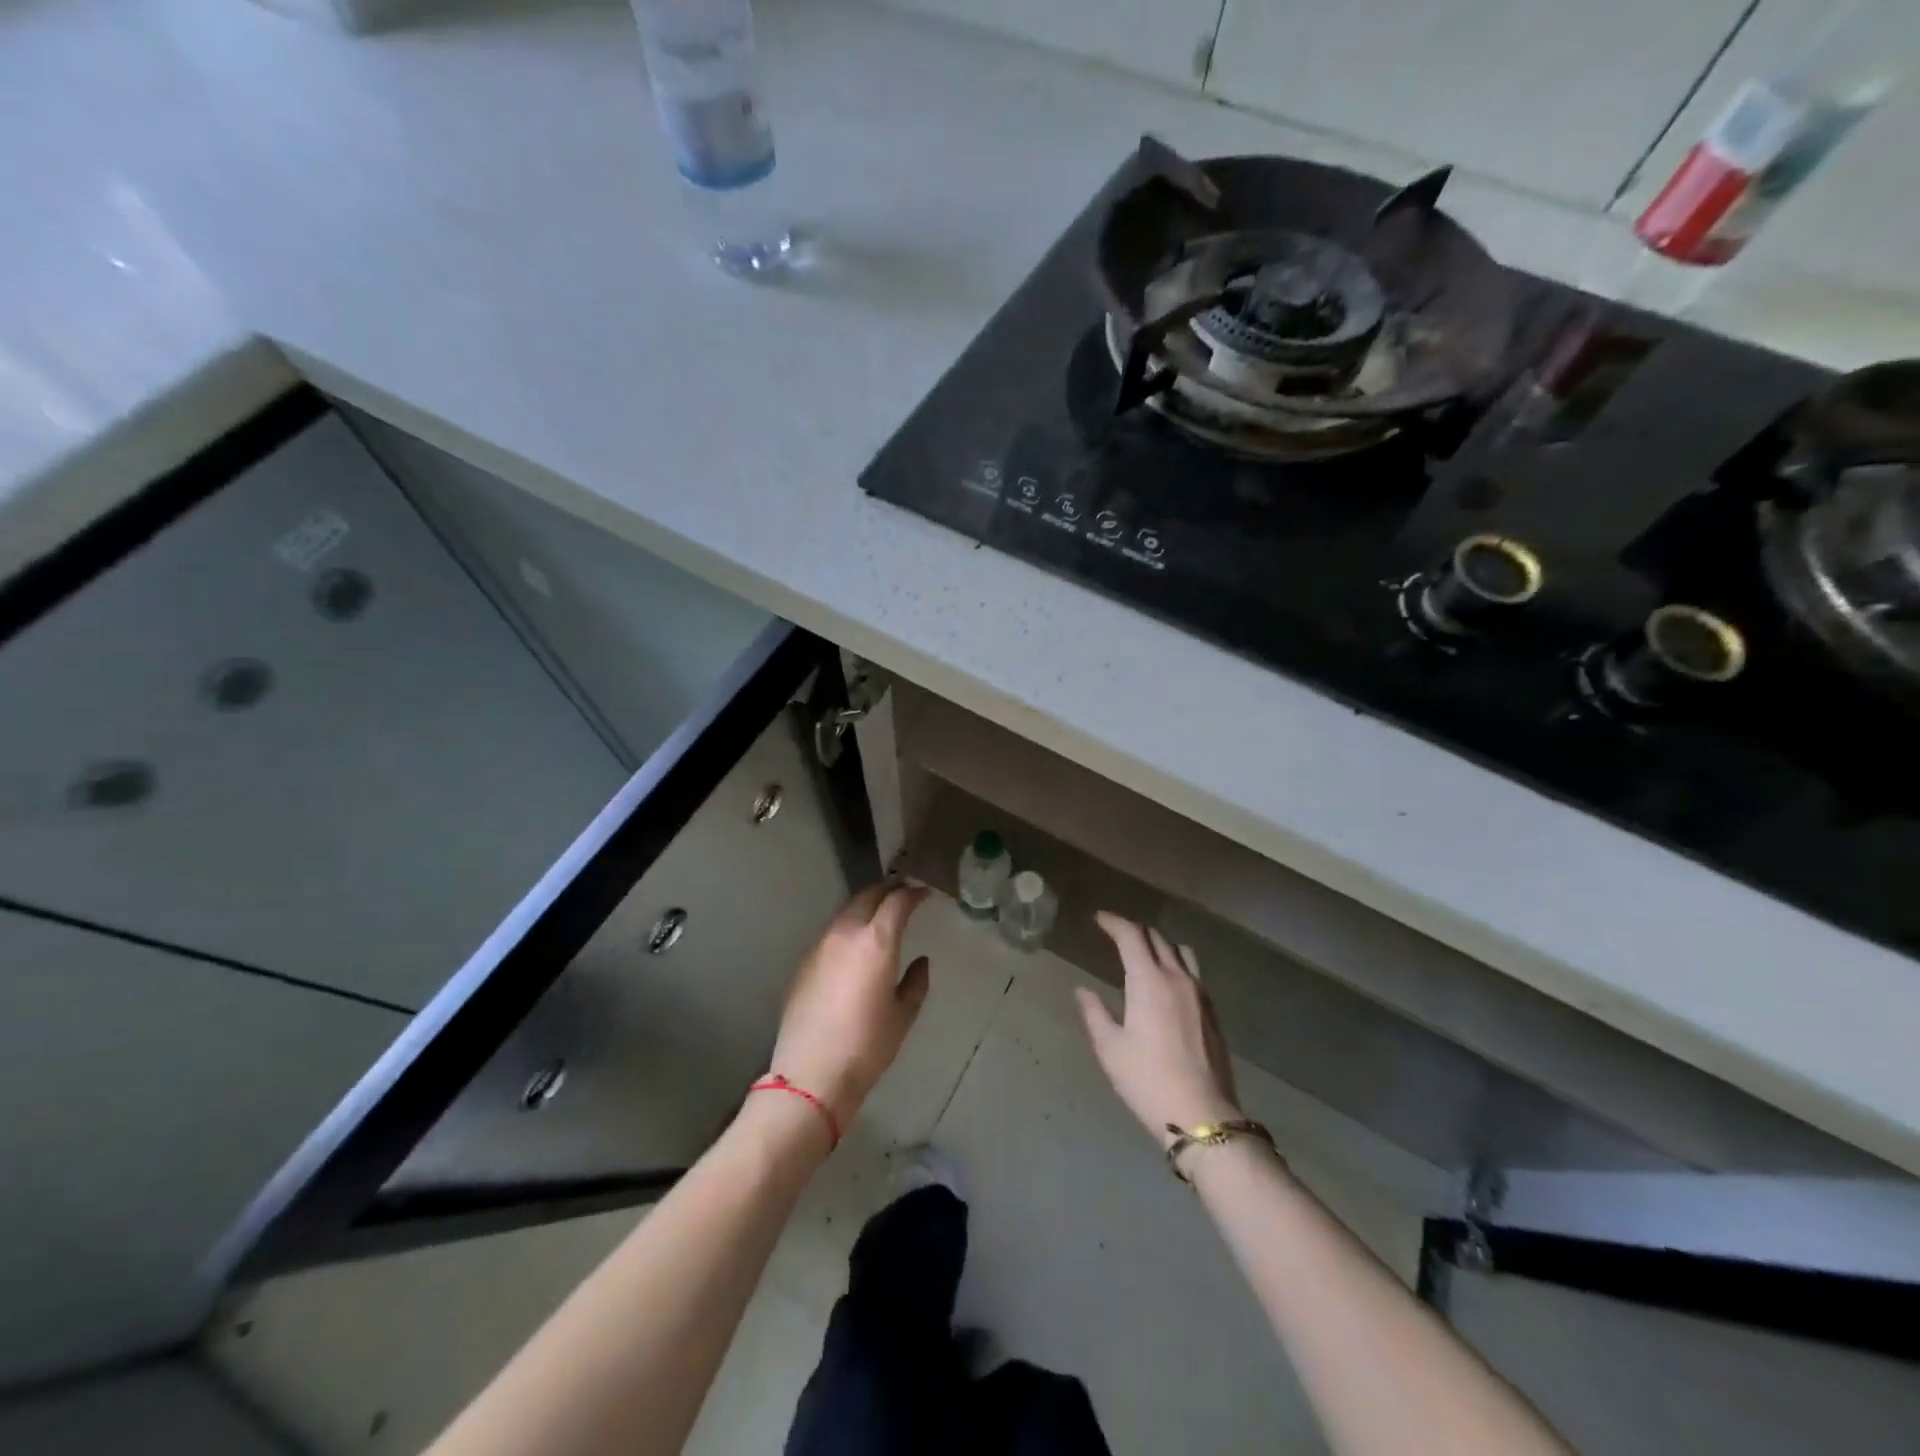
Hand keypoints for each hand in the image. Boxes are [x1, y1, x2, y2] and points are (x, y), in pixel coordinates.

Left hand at [768, 881, 931, 1130]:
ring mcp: (820, 945)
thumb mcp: (903, 1015)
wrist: (811, 1074)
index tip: (925, 894)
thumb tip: (920, 962)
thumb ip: (916, 982)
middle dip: (888, 889)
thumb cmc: (867, 1046)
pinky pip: (830, 933)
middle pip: (867, 895)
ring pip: (846, 911)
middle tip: (903, 893)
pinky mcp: (804, 962)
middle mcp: (846, 933)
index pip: (897, 901)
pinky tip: (854, 946)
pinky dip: (847, 928)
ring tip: (880, 915)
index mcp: (876, 941)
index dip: (914, 893)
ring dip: (865, 906)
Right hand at [1077, 912, 1241, 1144]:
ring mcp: (1199, 994)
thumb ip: (1094, 1013)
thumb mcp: (1110, 1049)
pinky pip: (1192, 972)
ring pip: (1180, 951)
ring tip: (1142, 953)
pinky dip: (1175, 964)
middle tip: (1114, 934)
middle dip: (1134, 930)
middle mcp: (1177, 978)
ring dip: (1159, 944)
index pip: (1131, 936)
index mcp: (1149, 981)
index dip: (1113, 922)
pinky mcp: (1212, 1012)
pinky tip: (1165, 983)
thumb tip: (1083, 990)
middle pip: (1157, 938)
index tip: (1098, 919)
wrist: (1202, 1115)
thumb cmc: (1147, 1080)